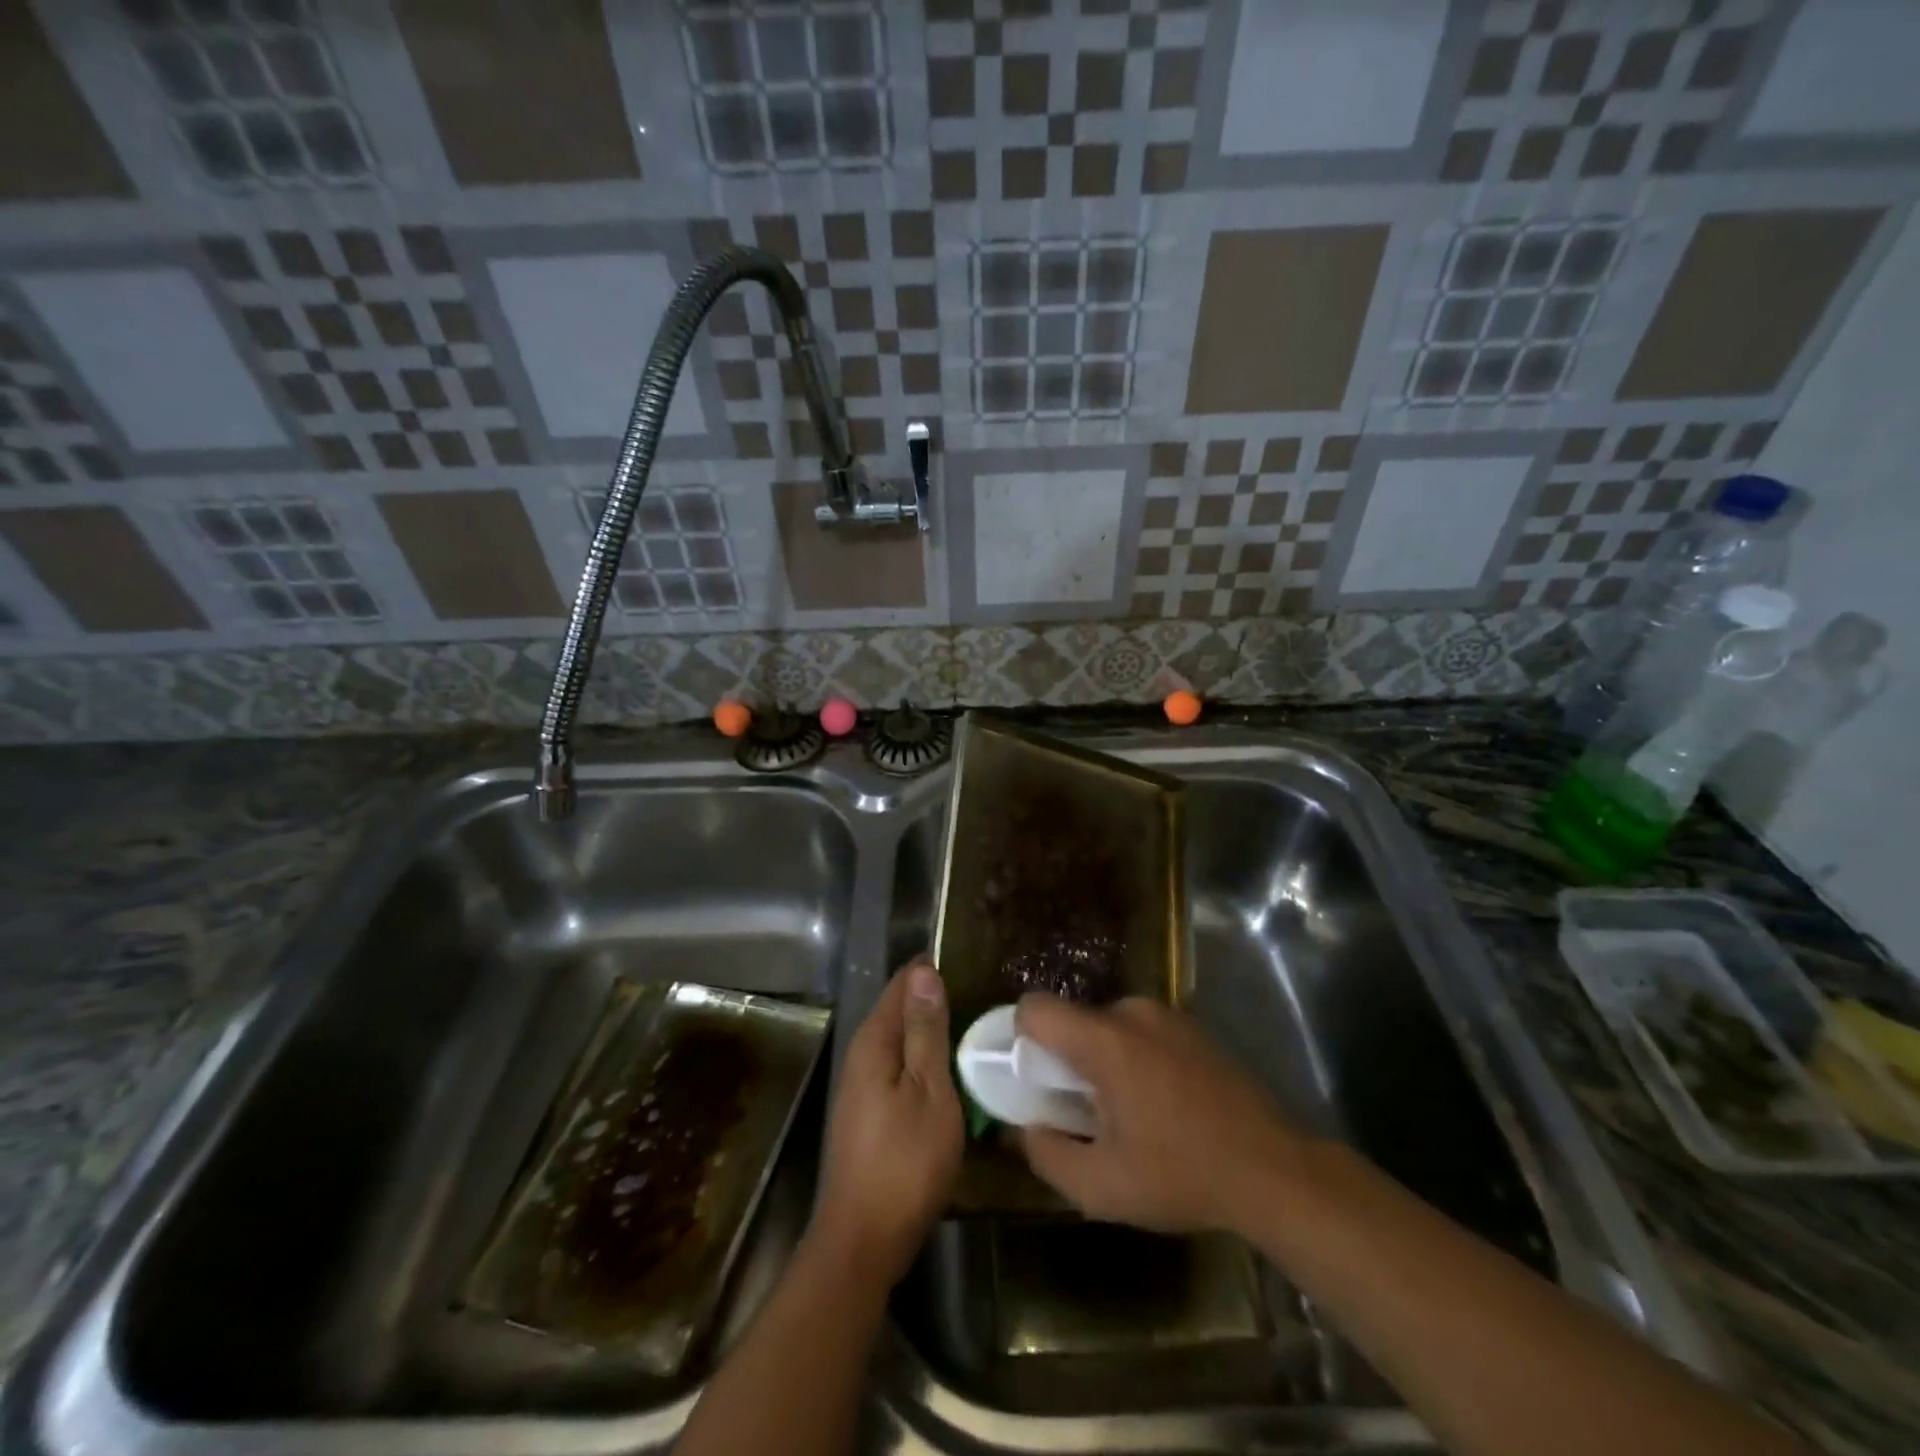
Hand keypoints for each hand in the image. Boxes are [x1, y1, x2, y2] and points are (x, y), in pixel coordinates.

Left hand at [811, 959, 962, 1287]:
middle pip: (900, 1009)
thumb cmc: (905, 1162)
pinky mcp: (869, 1110)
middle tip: (985, 998)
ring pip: (902, 1040)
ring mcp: (862, 1084)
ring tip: (977, 1029)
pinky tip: (952, 1072)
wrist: (864, 1239)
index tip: (974, 966)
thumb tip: (924, 971)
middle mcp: (862, 1053)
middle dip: (936, 999)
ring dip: (933, 1032)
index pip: (903, 983)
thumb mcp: (928, 1090)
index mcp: (874, 1040)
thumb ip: (926, 1030)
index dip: (935, 970)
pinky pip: (900, 1066)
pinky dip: (925, 1060)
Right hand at [1016, 995, 1305, 1235]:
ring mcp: (1167, 1015)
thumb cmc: (1182, 1176)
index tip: (1033, 1080)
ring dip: (1102, 1060)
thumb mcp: (1102, 1187)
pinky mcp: (1192, 1026)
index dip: (1020, 1038)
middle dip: (1066, 1059)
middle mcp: (1132, 1013)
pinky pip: (1140, 1031)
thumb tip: (1025, 1129)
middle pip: (1073, 1020)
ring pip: (1107, 1026)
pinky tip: (1161, 1104)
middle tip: (1083, 1111)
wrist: (1273, 1171)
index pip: (1035, 1008)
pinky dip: (1134, 1057)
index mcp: (1105, 1042)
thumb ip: (1047, 1155)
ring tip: (1128, 1113)